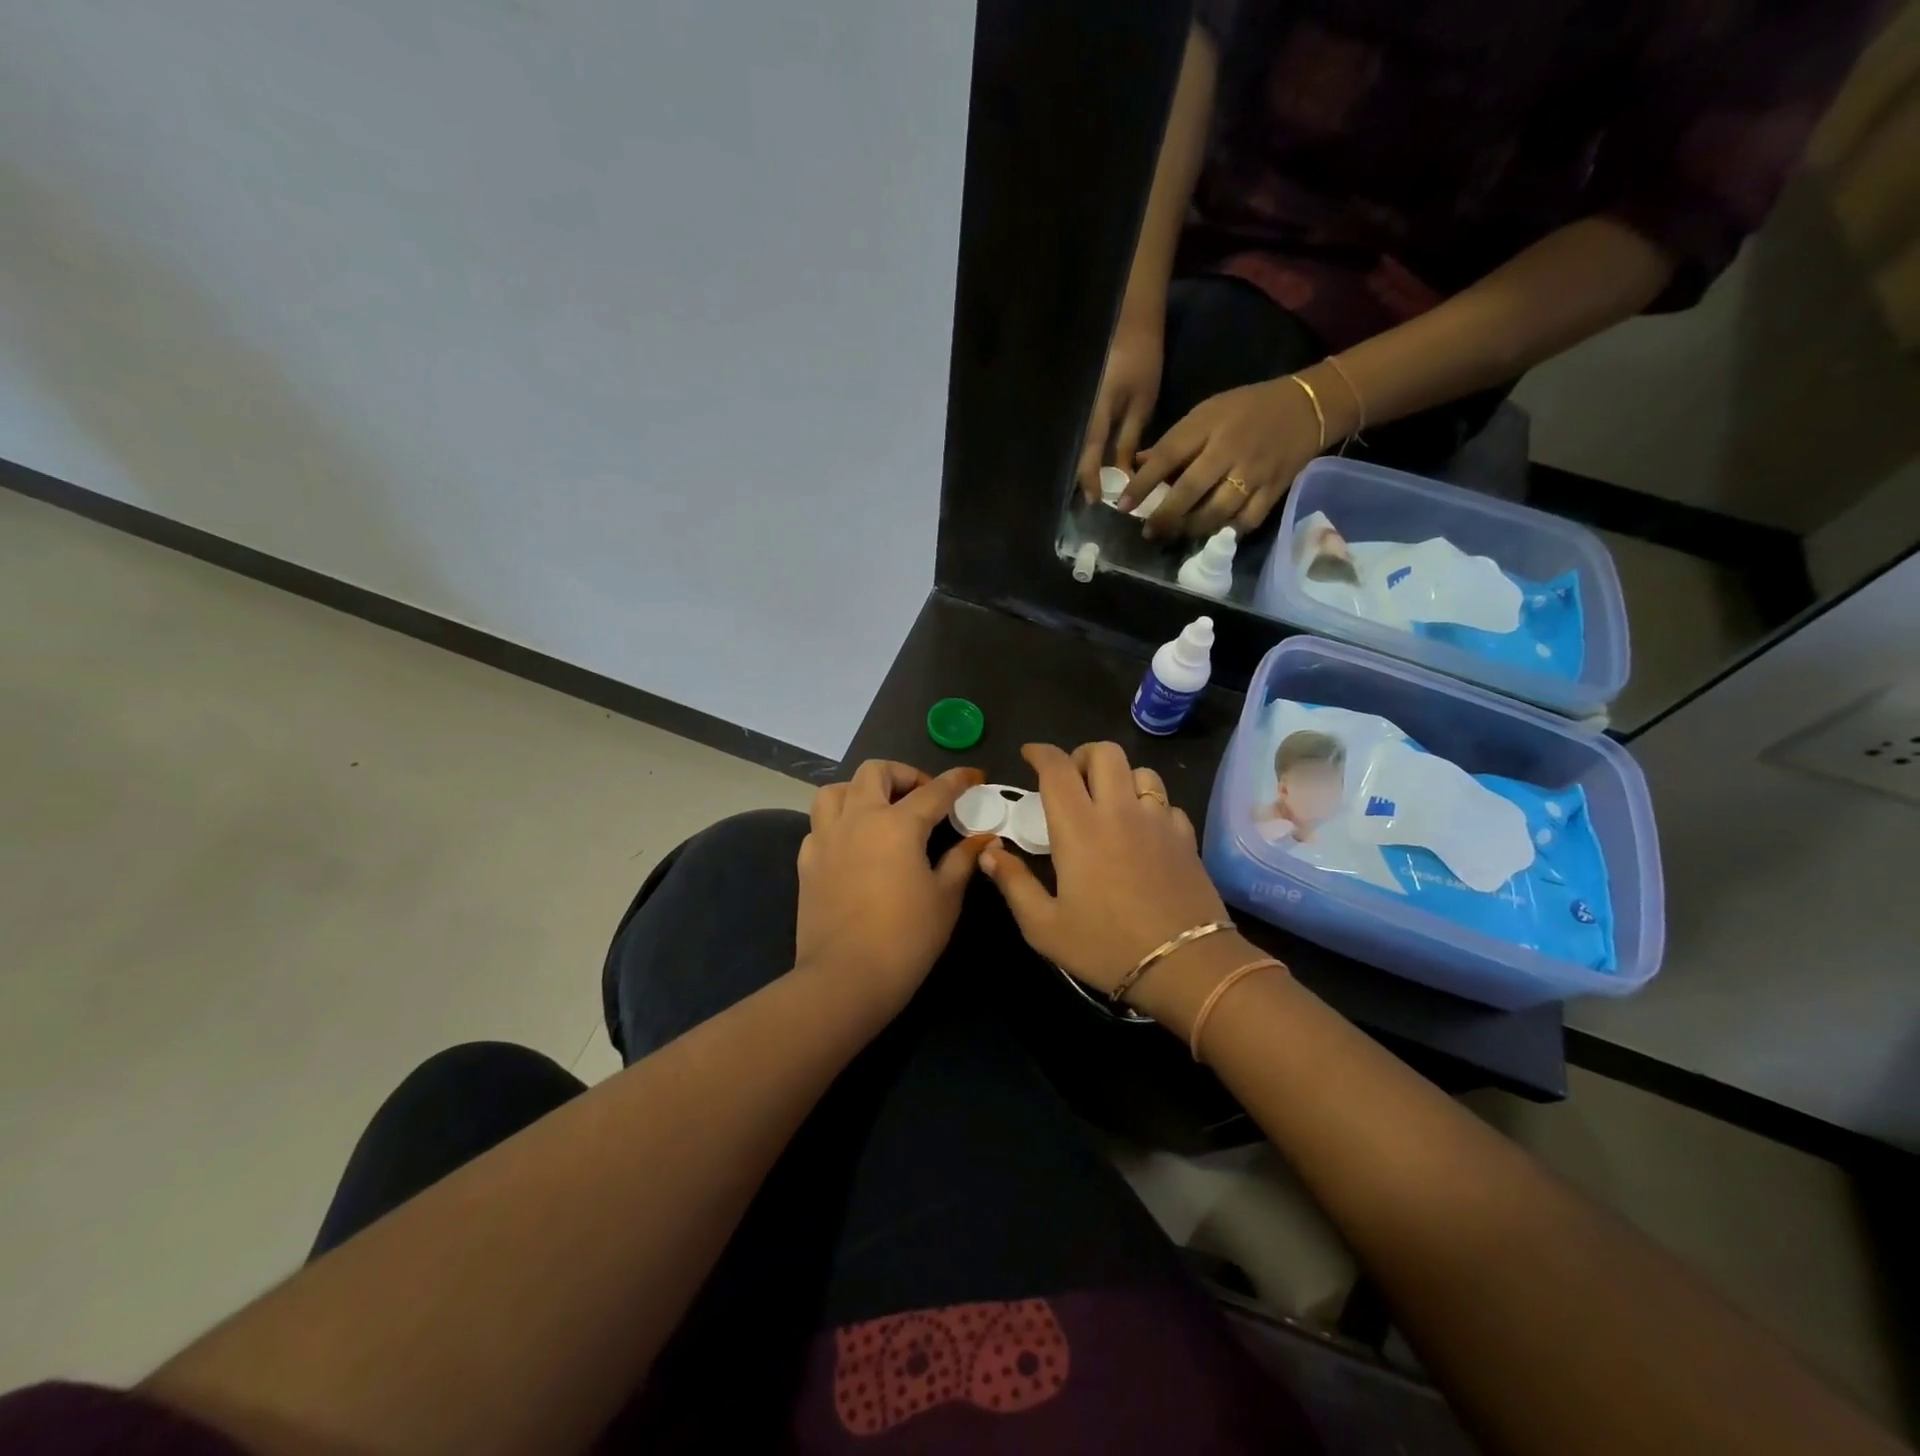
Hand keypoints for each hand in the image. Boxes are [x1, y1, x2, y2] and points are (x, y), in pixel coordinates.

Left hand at [795, 762, 992, 1017]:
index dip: (958, 780)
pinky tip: (853, 844)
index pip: (934, 790)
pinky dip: (839, 822)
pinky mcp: (807, 862)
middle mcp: (858, 819)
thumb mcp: (945, 898)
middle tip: (922, 796)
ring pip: (836, 790)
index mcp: (897, 824)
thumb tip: (980, 837)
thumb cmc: (906, 938)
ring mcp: (826, 838)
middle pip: (875, 772)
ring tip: (880, 810)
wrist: (845, 978)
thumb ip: (962, 859)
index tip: (973, 776)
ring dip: (861, 790)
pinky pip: (819, 825)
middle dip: (903, 774)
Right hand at [978, 743, 1230, 997]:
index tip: (1029, 755)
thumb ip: (1013, 883)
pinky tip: (1142, 830)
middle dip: (1082, 755)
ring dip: (1119, 776)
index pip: (1057, 768)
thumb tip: (989, 851)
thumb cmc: (1106, 947)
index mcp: (1079, 828)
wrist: (1186, 966)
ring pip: (1141, 771)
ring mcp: (1158, 821)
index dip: (1040, 753)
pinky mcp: (1186, 838)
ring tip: (1108, 801)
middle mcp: (1119, 812)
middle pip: (1105, 753)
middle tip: (1070, 780)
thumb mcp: (1044, 927)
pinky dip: (1149, 805)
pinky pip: (1166, 803)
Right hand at [1076, 318, 1163, 501]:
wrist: (1128, 323)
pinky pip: (1079, 437)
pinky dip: (1087, 452)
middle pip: (1075, 456)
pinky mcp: (1078, 408)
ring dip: (1085, 468)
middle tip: (1098, 500)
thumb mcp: (1141, 404)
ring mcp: (1075, 411)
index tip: (1096, 502)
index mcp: (1094, 415)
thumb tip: (1124, 475)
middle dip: (1085, 479)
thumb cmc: (1141, 360)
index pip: (1087, 457)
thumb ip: (1128, 441)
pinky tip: (1098, 463)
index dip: (1091, 482)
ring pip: (1075, 448)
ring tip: (1098, 486)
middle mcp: (1078, 416)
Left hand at [1120, 374, 1324, 538]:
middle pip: (1190, 490)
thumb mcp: (1207, 412)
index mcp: (1208, 425)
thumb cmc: (1247, 408)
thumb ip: (1174, 442)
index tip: (1123, 506)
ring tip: (1177, 534)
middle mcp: (1229, 449)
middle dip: (1164, 516)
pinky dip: (1228, 530)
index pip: (1167, 456)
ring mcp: (1254, 472)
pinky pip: (1246, 520)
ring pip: (1217, 510)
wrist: (1309, 405)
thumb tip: (1138, 464)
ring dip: (1192, 528)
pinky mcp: (1274, 489)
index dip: (1142, 484)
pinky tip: (1213, 534)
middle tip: (1148, 532)